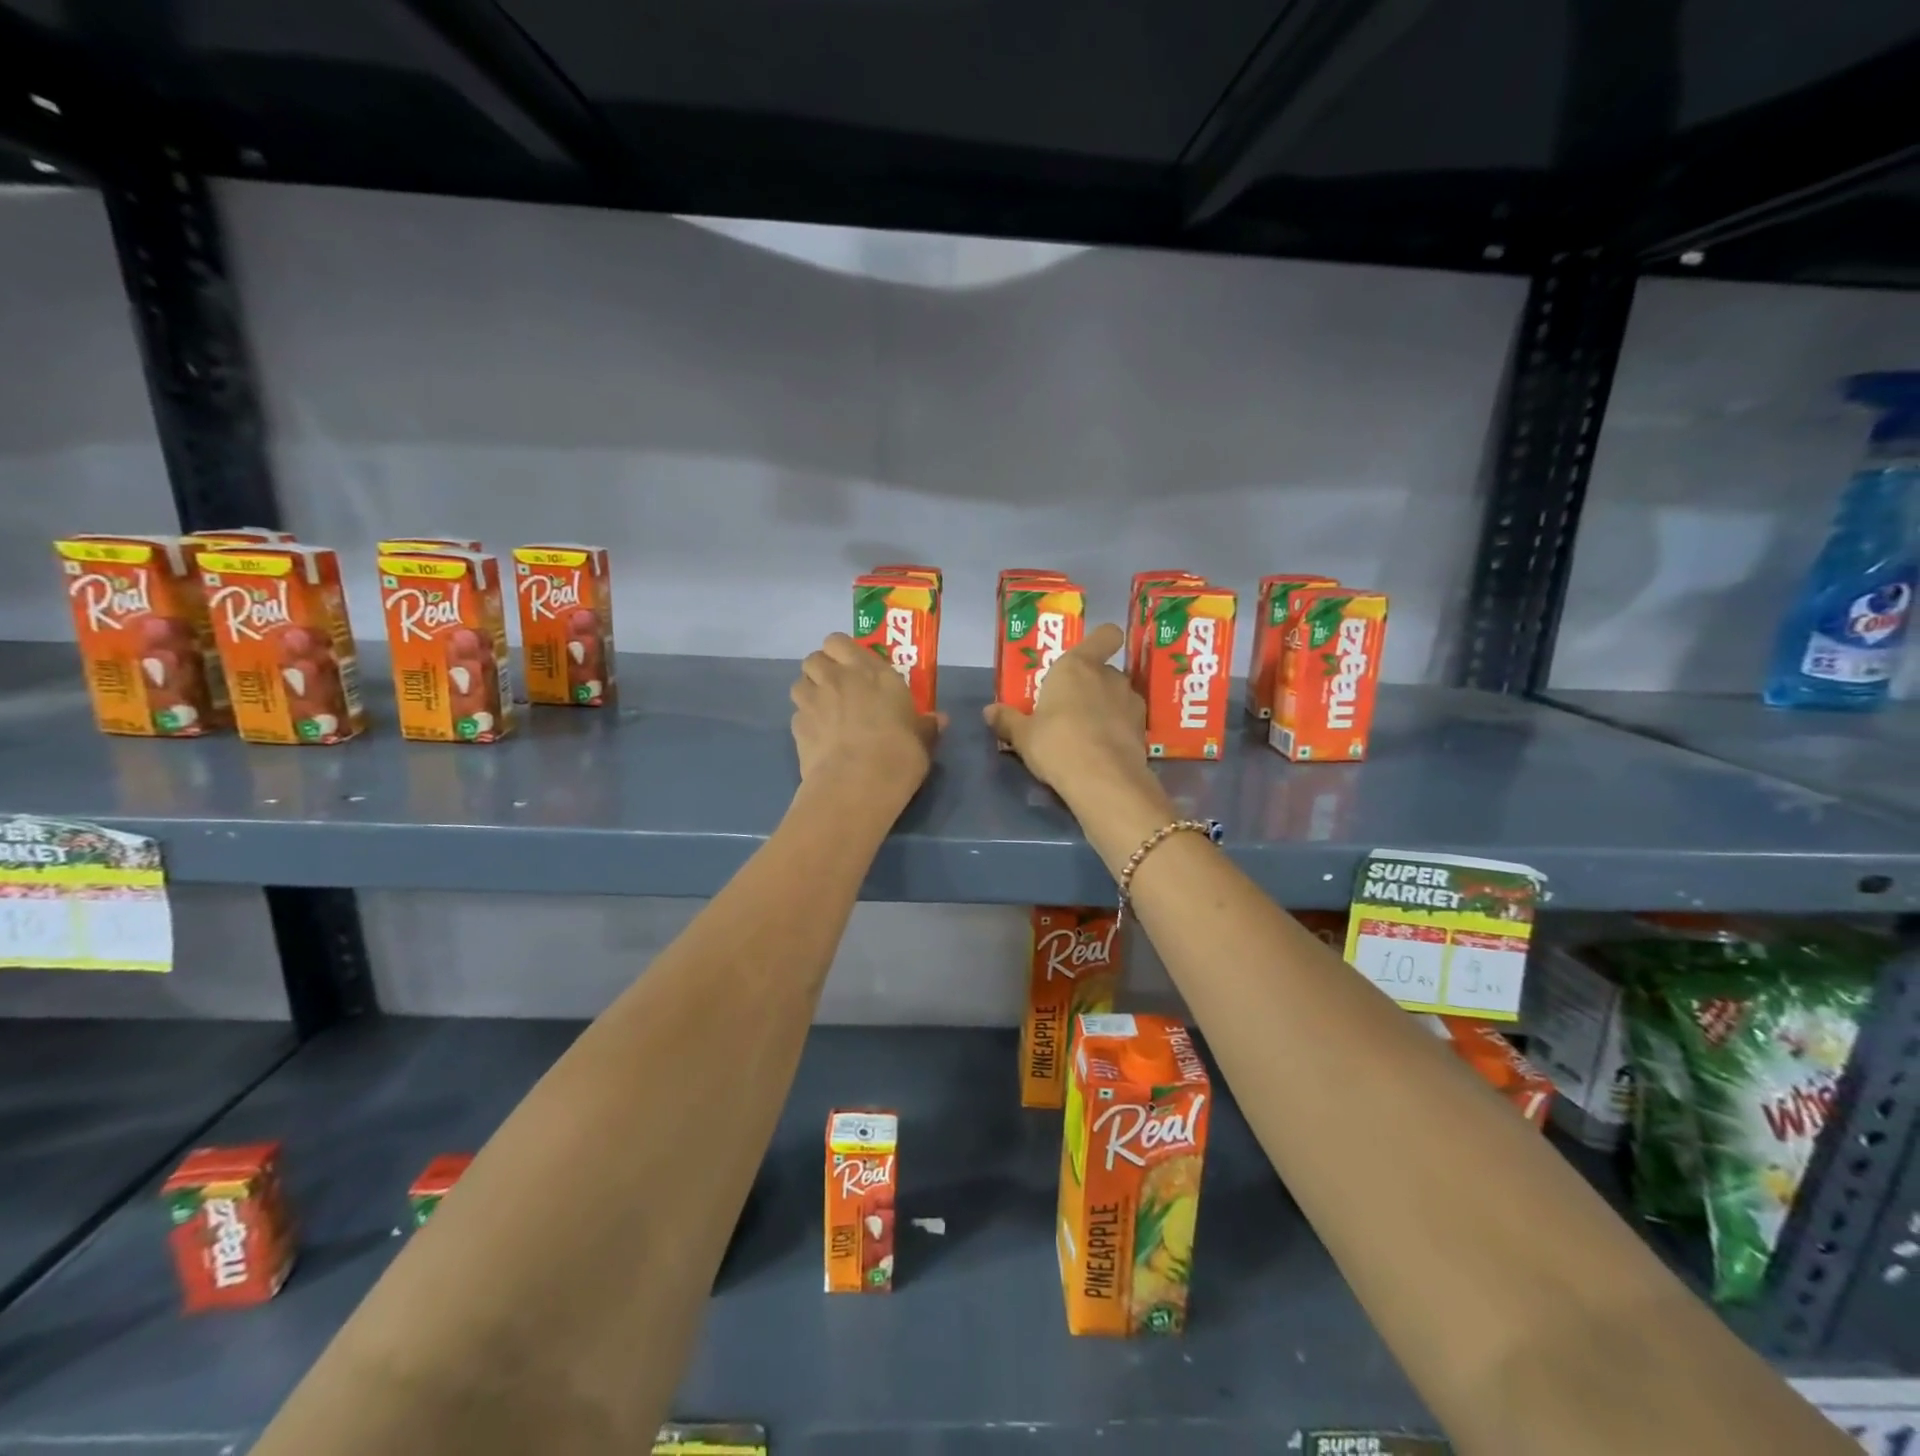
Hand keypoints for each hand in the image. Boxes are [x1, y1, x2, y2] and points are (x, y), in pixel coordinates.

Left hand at [791, 633, 943, 806]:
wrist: (857, 784)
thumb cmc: (899, 755)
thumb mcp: (922, 741)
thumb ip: (926, 726)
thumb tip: (938, 719)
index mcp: (872, 672)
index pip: (840, 641)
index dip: (842, 652)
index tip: (854, 667)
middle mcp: (838, 678)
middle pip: (814, 658)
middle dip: (822, 669)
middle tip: (837, 688)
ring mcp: (813, 701)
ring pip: (799, 682)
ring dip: (809, 692)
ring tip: (823, 711)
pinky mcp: (796, 726)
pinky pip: (797, 714)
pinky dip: (805, 721)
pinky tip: (818, 738)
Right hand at [983, 623, 1163, 812]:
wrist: (1103, 780)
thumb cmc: (1056, 744)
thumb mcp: (1023, 736)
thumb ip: (1008, 720)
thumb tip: (990, 711)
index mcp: (1077, 666)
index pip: (1106, 635)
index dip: (1100, 642)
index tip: (1086, 657)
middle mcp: (1109, 676)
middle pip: (1104, 670)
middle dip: (1091, 685)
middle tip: (1070, 707)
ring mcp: (1131, 702)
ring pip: (1118, 696)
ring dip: (1106, 708)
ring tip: (1088, 733)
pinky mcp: (1143, 730)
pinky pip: (1127, 722)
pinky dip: (1118, 731)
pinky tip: (1102, 751)